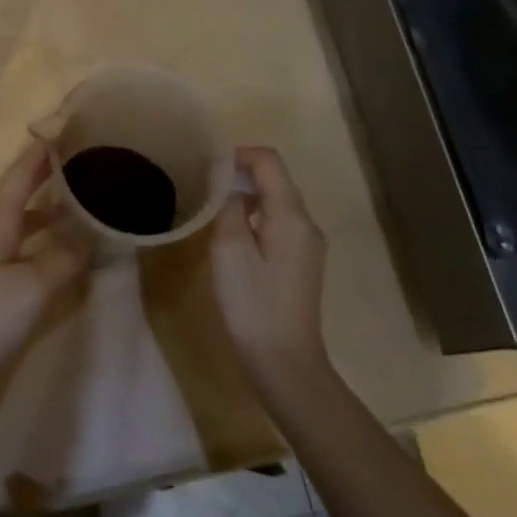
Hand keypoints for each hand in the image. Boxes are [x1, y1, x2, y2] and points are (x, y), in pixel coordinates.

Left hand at [0, 143, 86, 399]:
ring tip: (76, 209)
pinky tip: (49, 256)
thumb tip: (95, 234)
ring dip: (42, 213)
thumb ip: (65, 258)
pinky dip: (33, 242)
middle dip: (46, 178)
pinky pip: (9, 247)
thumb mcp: (31, 288)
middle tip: (81, 165)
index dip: (44, 152)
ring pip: (13, 222)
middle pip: (16, 194)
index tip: (68, 128)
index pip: (21, 173)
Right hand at [211, 146, 330, 390]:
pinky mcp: (303, 263)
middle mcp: (307, 223)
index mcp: (291, 215)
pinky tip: (236, 239)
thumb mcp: (229, 249)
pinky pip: (280, 224)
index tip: (209, 169)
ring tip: (217, 213)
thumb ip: (229, 206)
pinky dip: (257, 218)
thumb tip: (229, 183)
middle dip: (242, 175)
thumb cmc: (252, 303)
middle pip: (276, 180)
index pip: (270, 161)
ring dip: (248, 197)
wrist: (284, 361)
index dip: (239, 155)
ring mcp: (309, 244)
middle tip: (207, 191)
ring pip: (278, 202)